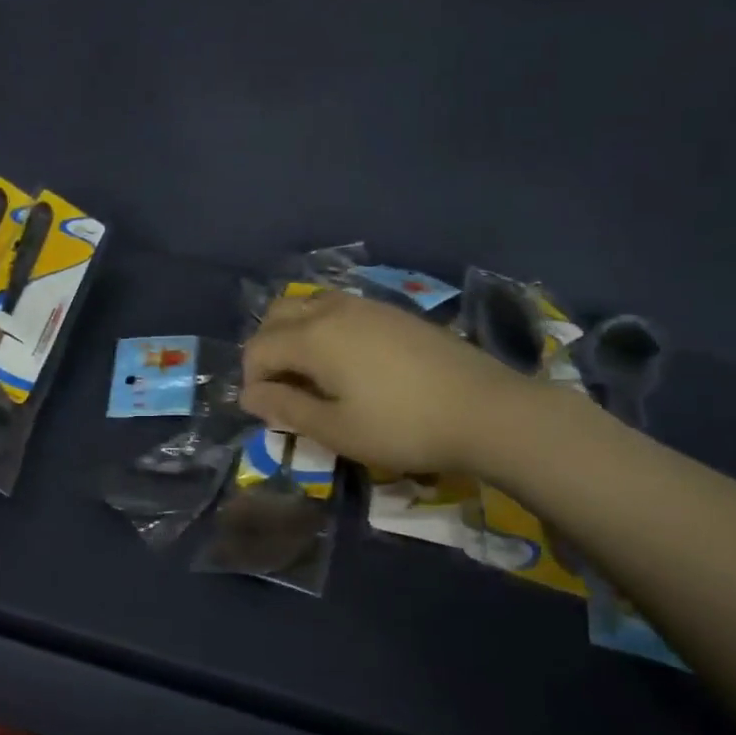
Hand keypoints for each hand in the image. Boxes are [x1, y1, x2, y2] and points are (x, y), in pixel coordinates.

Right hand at [241, 293, 538, 473]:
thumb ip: (286, 408)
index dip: (252, 379)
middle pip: (277, 314)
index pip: (258, 347)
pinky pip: (338, 308)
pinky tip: (347, 362)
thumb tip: (249, 394)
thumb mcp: (336, 429)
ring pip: (308, 305)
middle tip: (283, 388)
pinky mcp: (392, 311)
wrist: (486, 409)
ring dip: (295, 334)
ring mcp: (366, 305)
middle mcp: (332, 309)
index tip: (269, 412)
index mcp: (313, 336)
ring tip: (312, 375)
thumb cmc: (403, 426)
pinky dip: (323, 328)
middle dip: (267, 349)